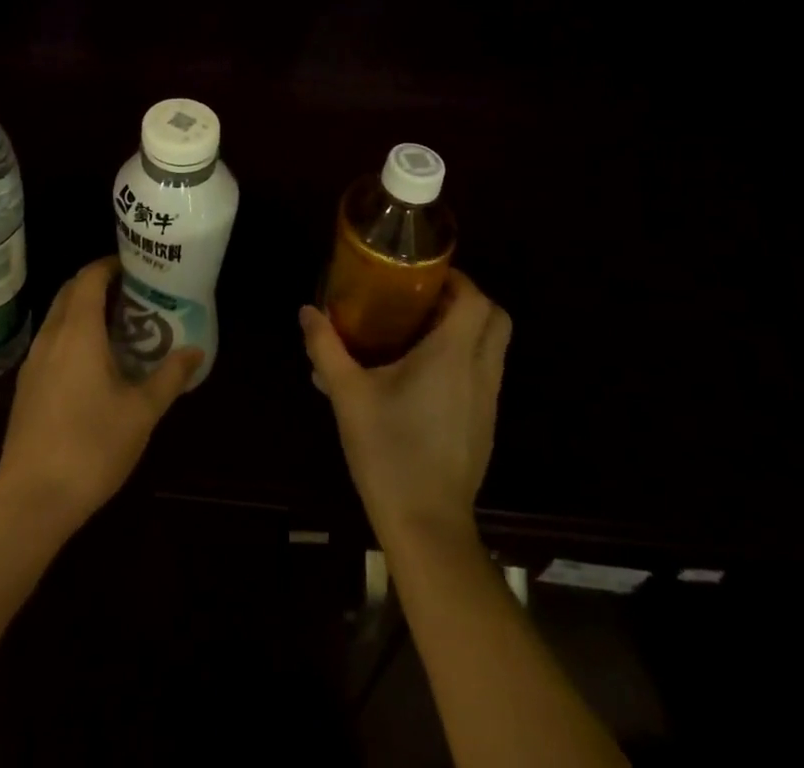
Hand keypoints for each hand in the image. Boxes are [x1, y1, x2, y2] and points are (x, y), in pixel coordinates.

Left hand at [0, 256, 201, 532]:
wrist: (31, 500)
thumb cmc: (91, 447)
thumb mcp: (141, 412)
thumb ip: (169, 377)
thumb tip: (195, 351)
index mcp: (78, 332)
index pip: (88, 278)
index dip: (109, 265)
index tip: (134, 266)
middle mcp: (51, 337)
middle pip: (70, 292)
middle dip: (97, 284)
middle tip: (131, 293)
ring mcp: (33, 362)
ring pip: (57, 318)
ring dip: (83, 310)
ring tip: (118, 325)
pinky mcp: (26, 387)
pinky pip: (50, 342)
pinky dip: (71, 335)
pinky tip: (92, 363)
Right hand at [300, 269, 511, 544]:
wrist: (426, 526)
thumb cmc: (389, 451)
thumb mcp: (347, 395)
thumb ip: (326, 347)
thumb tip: (307, 311)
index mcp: (452, 356)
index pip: (476, 300)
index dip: (456, 279)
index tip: (422, 275)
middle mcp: (479, 371)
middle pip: (497, 318)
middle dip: (467, 299)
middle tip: (424, 299)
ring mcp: (487, 400)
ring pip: (493, 346)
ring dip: (466, 328)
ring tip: (418, 331)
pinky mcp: (484, 424)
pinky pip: (484, 373)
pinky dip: (464, 358)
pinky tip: (422, 375)